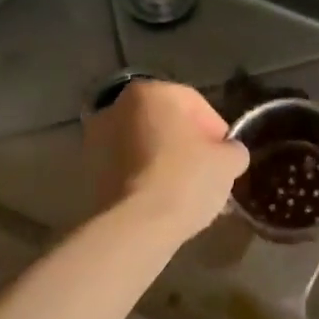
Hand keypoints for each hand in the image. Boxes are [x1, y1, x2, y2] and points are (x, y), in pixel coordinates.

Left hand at [85, 80, 248, 241]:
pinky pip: (125, 169)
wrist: (134, 226)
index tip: (226, 159)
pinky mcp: (86, 172)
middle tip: (206, 176)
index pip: (195, 104)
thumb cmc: (185, 179)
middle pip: (165, 125)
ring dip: (163, 164)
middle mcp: (117, 106)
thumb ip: (232, 150)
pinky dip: (142, 180)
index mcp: (152, 92)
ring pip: (143, 147)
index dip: (216, 132)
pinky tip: (161, 205)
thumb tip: (229, 154)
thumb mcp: (228, 162)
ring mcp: (96, 139)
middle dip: (186, 147)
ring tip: (184, 196)